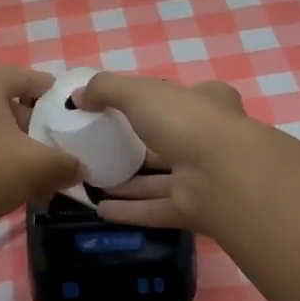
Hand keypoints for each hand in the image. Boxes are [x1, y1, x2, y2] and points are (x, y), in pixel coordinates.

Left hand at [0, 66, 83, 237]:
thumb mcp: (38, 168)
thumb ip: (67, 164)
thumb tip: (79, 167)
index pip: (34, 80)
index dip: (59, 103)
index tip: (74, 128)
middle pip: (8, 102)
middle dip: (33, 128)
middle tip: (52, 155)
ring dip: (8, 145)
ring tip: (26, 174)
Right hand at [75, 73, 250, 230]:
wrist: (222, 175)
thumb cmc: (185, 121)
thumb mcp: (139, 92)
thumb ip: (106, 89)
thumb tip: (77, 97)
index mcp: (207, 104)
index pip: (181, 100)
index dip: (155, 102)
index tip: (123, 110)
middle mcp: (208, 140)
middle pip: (168, 143)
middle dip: (137, 148)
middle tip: (101, 150)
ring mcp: (203, 178)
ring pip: (160, 181)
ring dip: (129, 184)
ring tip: (92, 183)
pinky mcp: (194, 211)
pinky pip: (155, 209)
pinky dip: (130, 210)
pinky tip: (100, 210)